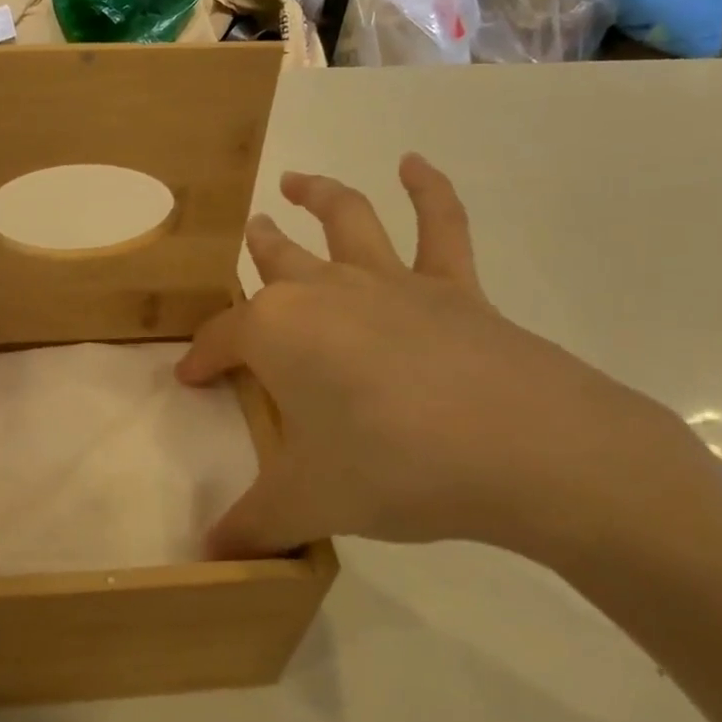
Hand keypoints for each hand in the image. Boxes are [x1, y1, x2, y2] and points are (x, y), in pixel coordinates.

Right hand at [177, 155, 695, 564]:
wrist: (531, 452)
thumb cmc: (396, 468)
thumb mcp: (310, 502)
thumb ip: (253, 525)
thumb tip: (209, 558)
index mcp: (278, 331)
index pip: (222, 338)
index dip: (201, 358)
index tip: (190, 378)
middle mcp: (324, 291)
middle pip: (276, 262)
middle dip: (254, 253)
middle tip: (245, 240)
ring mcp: (391, 281)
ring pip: (343, 220)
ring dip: (317, 194)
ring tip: (294, 181)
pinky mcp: (455, 287)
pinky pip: (442, 225)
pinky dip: (429, 189)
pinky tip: (415, 163)